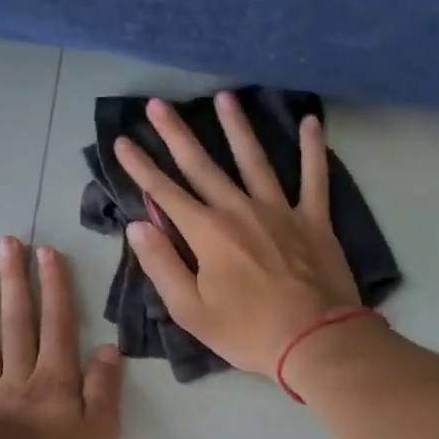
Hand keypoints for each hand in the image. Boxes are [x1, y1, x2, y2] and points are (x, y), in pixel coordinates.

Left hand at [0, 236, 123, 438]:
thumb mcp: (100, 433)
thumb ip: (105, 390)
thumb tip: (109, 349)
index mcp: (55, 382)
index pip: (58, 326)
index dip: (55, 289)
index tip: (47, 253)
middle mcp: (19, 379)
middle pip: (17, 324)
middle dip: (15, 282)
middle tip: (7, 243)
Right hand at [114, 93, 361, 377]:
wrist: (315, 341)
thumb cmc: (247, 332)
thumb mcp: (191, 311)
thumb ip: (162, 265)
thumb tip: (137, 226)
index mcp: (208, 233)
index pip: (164, 193)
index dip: (140, 167)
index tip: (122, 141)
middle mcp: (240, 210)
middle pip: (202, 165)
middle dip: (176, 134)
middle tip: (158, 103)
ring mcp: (280, 211)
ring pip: (254, 159)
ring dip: (237, 127)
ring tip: (224, 97)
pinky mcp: (314, 220)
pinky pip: (314, 176)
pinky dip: (313, 148)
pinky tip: (310, 121)